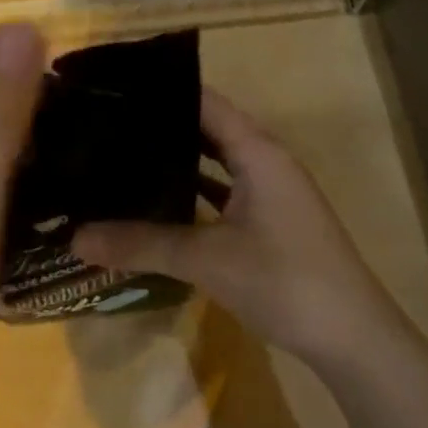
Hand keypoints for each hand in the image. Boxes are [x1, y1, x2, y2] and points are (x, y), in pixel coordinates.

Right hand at [71, 89, 413, 375]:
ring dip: (175, 163)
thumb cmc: (285, 280)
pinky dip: (192, 196)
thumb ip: (142, 244)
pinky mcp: (269, 223)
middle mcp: (266, 162)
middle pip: (207, 129)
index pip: (204, 100)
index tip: (112, 90)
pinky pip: (223, 195)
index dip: (161, 91)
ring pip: (215, 165)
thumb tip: (75, 238)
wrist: (352, 337)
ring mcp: (270, 194)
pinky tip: (156, 205)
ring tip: (119, 159)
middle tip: (103, 127)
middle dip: (160, 128)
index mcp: (258, 151)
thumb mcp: (208, 260)